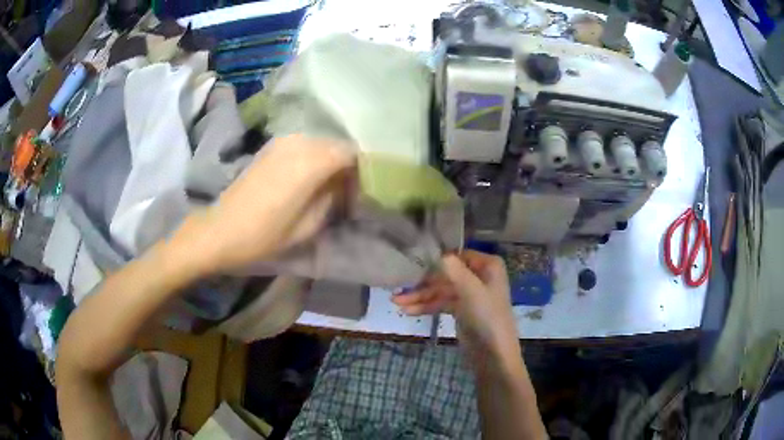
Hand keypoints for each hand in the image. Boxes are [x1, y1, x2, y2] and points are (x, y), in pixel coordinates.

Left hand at [167, 135, 353, 276]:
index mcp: (312, 161)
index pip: (351, 154)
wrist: (221, 229)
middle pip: (337, 146)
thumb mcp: (309, 225)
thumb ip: (332, 199)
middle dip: (346, 167)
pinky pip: (303, 146)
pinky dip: (313, 159)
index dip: (361, 173)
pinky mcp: (271, 147)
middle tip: (346, 193)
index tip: (359, 195)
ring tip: (328, 188)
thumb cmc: (265, 234)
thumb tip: (342, 186)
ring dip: (329, 162)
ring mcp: (283, 142)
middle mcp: (300, 142)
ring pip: (320, 144)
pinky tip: (308, 180)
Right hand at [392, 250, 519, 348]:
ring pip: (441, 290)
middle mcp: (479, 275)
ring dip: (420, 296)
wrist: (494, 354)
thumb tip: (434, 251)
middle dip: (423, 283)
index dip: (435, 259)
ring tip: (396, 302)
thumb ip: (452, 269)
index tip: (411, 260)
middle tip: (398, 286)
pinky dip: (426, 306)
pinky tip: (408, 311)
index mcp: (487, 265)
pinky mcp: (461, 310)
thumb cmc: (487, 317)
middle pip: (446, 274)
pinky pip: (441, 303)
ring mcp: (470, 294)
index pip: (456, 255)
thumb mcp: (470, 290)